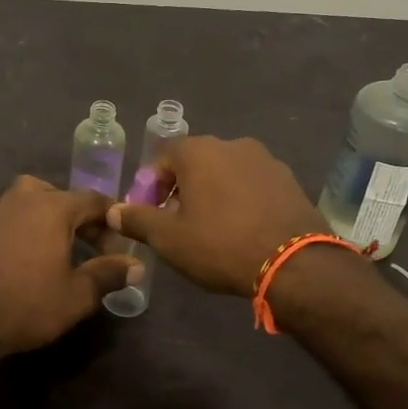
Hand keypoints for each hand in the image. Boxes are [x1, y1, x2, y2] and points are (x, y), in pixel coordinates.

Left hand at [0, 176, 138, 355]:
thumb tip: (136, 266)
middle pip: (61, 196)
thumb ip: (109, 274)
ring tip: (52, 234)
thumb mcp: (79, 295)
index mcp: (55, 208)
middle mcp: (24, 199)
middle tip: (92, 249)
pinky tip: (2, 228)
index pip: (94, 201)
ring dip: (42, 208)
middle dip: (80, 218)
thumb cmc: (29, 305)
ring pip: (23, 193)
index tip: (119, 248)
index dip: (112, 222)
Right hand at [108, 135, 325, 295]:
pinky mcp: (290, 180)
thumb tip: (113, 211)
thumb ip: (137, 220)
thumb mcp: (169, 239)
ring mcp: (266, 160)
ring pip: (227, 172)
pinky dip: (242, 199)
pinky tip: (243, 229)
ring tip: (212, 228)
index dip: (152, 184)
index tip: (152, 212)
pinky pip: (254, 184)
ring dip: (214, 192)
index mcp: (199, 151)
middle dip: (183, 187)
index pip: (164, 156)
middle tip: (178, 221)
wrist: (294, 264)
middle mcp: (233, 144)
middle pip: (196, 161)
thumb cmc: (220, 245)